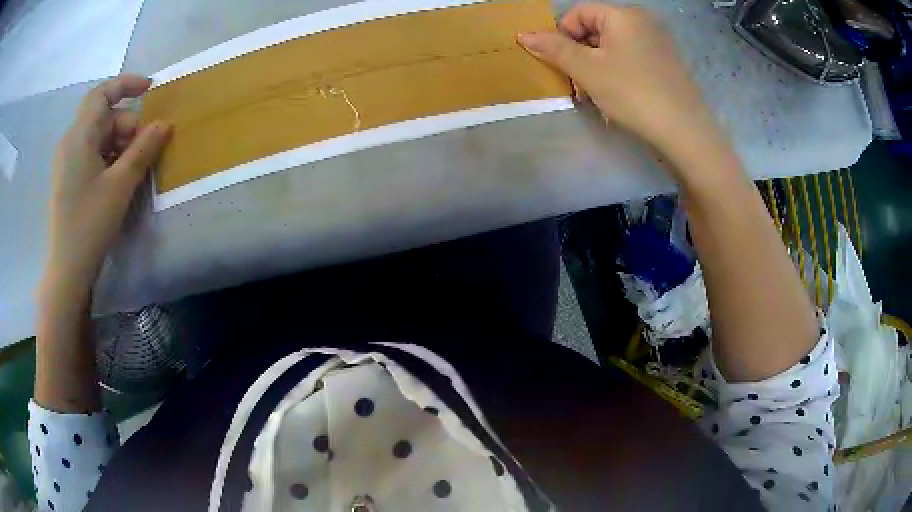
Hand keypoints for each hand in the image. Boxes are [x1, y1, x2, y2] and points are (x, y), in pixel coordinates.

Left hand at [41, 75, 169, 302]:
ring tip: (134, 166)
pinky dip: (108, 157)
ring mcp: (67, 162)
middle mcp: (70, 142)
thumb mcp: (120, 184)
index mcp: (79, 136)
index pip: (102, 93)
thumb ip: (143, 149)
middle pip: (103, 117)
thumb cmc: (90, 223)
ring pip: (98, 137)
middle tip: (146, 147)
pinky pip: (91, 154)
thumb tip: (164, 124)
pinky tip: (118, 177)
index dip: (127, 84)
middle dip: (127, 125)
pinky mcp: (68, 179)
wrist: (67, 270)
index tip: (151, 88)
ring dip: (119, 144)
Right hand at [518, 4, 722, 167]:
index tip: (560, 65)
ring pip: (614, 45)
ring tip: (597, 93)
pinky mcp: (668, 63)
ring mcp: (659, 42)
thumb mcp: (588, 70)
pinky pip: (633, 57)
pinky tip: (620, 94)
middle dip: (580, 53)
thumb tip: (524, 35)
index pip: (578, 13)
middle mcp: (644, 21)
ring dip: (597, 65)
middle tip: (577, 83)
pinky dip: (619, 71)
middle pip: (596, 28)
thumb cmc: (633, 94)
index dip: (562, 36)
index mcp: (623, 14)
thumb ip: (554, 49)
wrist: (685, 132)